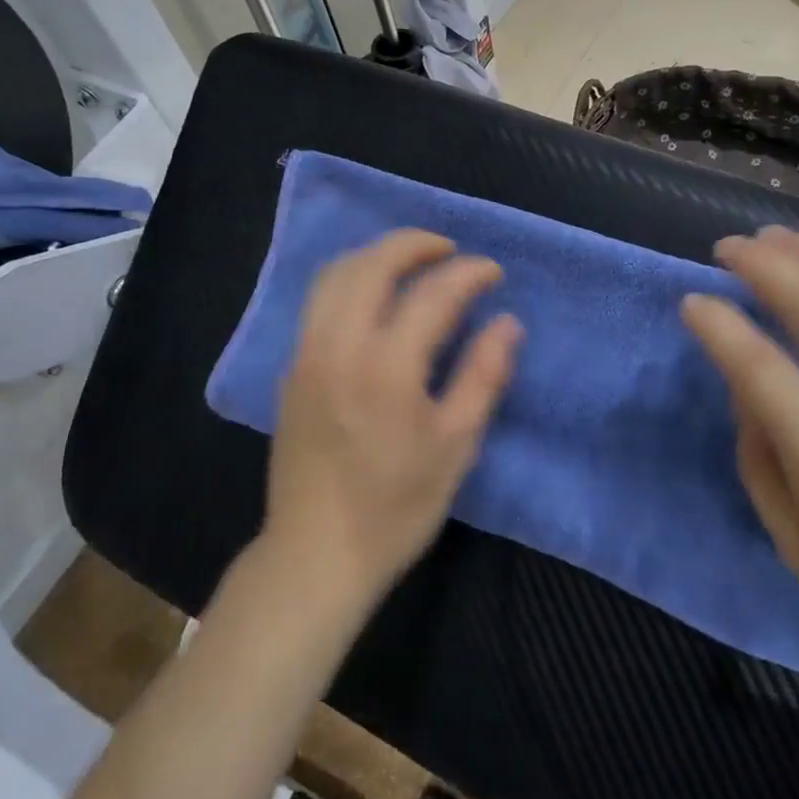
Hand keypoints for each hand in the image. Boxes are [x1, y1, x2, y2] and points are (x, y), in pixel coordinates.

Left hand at [265, 230, 521, 597]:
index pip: (432, 294)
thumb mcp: (456, 446)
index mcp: (386, 368)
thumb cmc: (395, 507)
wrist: (315, 554)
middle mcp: (339, 347)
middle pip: (372, 264)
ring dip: (376, 254)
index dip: (468, 273)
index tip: (493, 272)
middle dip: (414, 244)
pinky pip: (318, 300)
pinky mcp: (291, 369)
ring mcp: (307, 355)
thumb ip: (483, 376)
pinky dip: (350, 278)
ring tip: (412, 262)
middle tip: (450, 250)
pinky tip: (374, 295)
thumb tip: (508, 323)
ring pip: (335, 274)